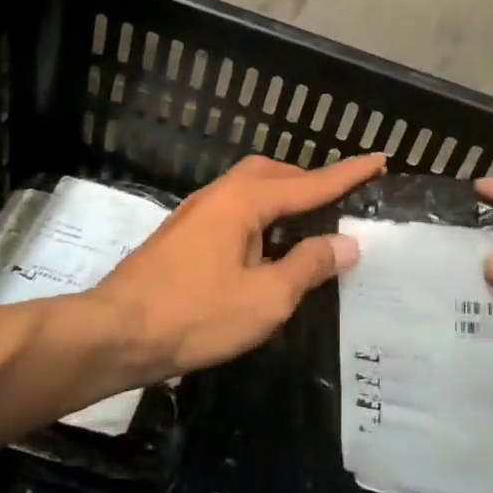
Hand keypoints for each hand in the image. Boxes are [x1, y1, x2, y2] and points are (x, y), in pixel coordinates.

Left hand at [98, 154, 386, 378]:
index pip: (309, 184)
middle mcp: (220, 195)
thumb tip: (346, 243)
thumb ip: (308, 266)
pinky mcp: (183, 234)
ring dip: (283, 199)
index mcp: (245, 202)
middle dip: (309, 182)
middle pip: (274, 174)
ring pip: (250, 190)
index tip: (378, 159)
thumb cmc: (194, 315)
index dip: (347, 174)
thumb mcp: (265, 299)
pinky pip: (234, 210)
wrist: (114, 333)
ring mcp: (197, 213)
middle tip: (338, 200)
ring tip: (307, 225)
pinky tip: (265, 248)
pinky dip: (261, 217)